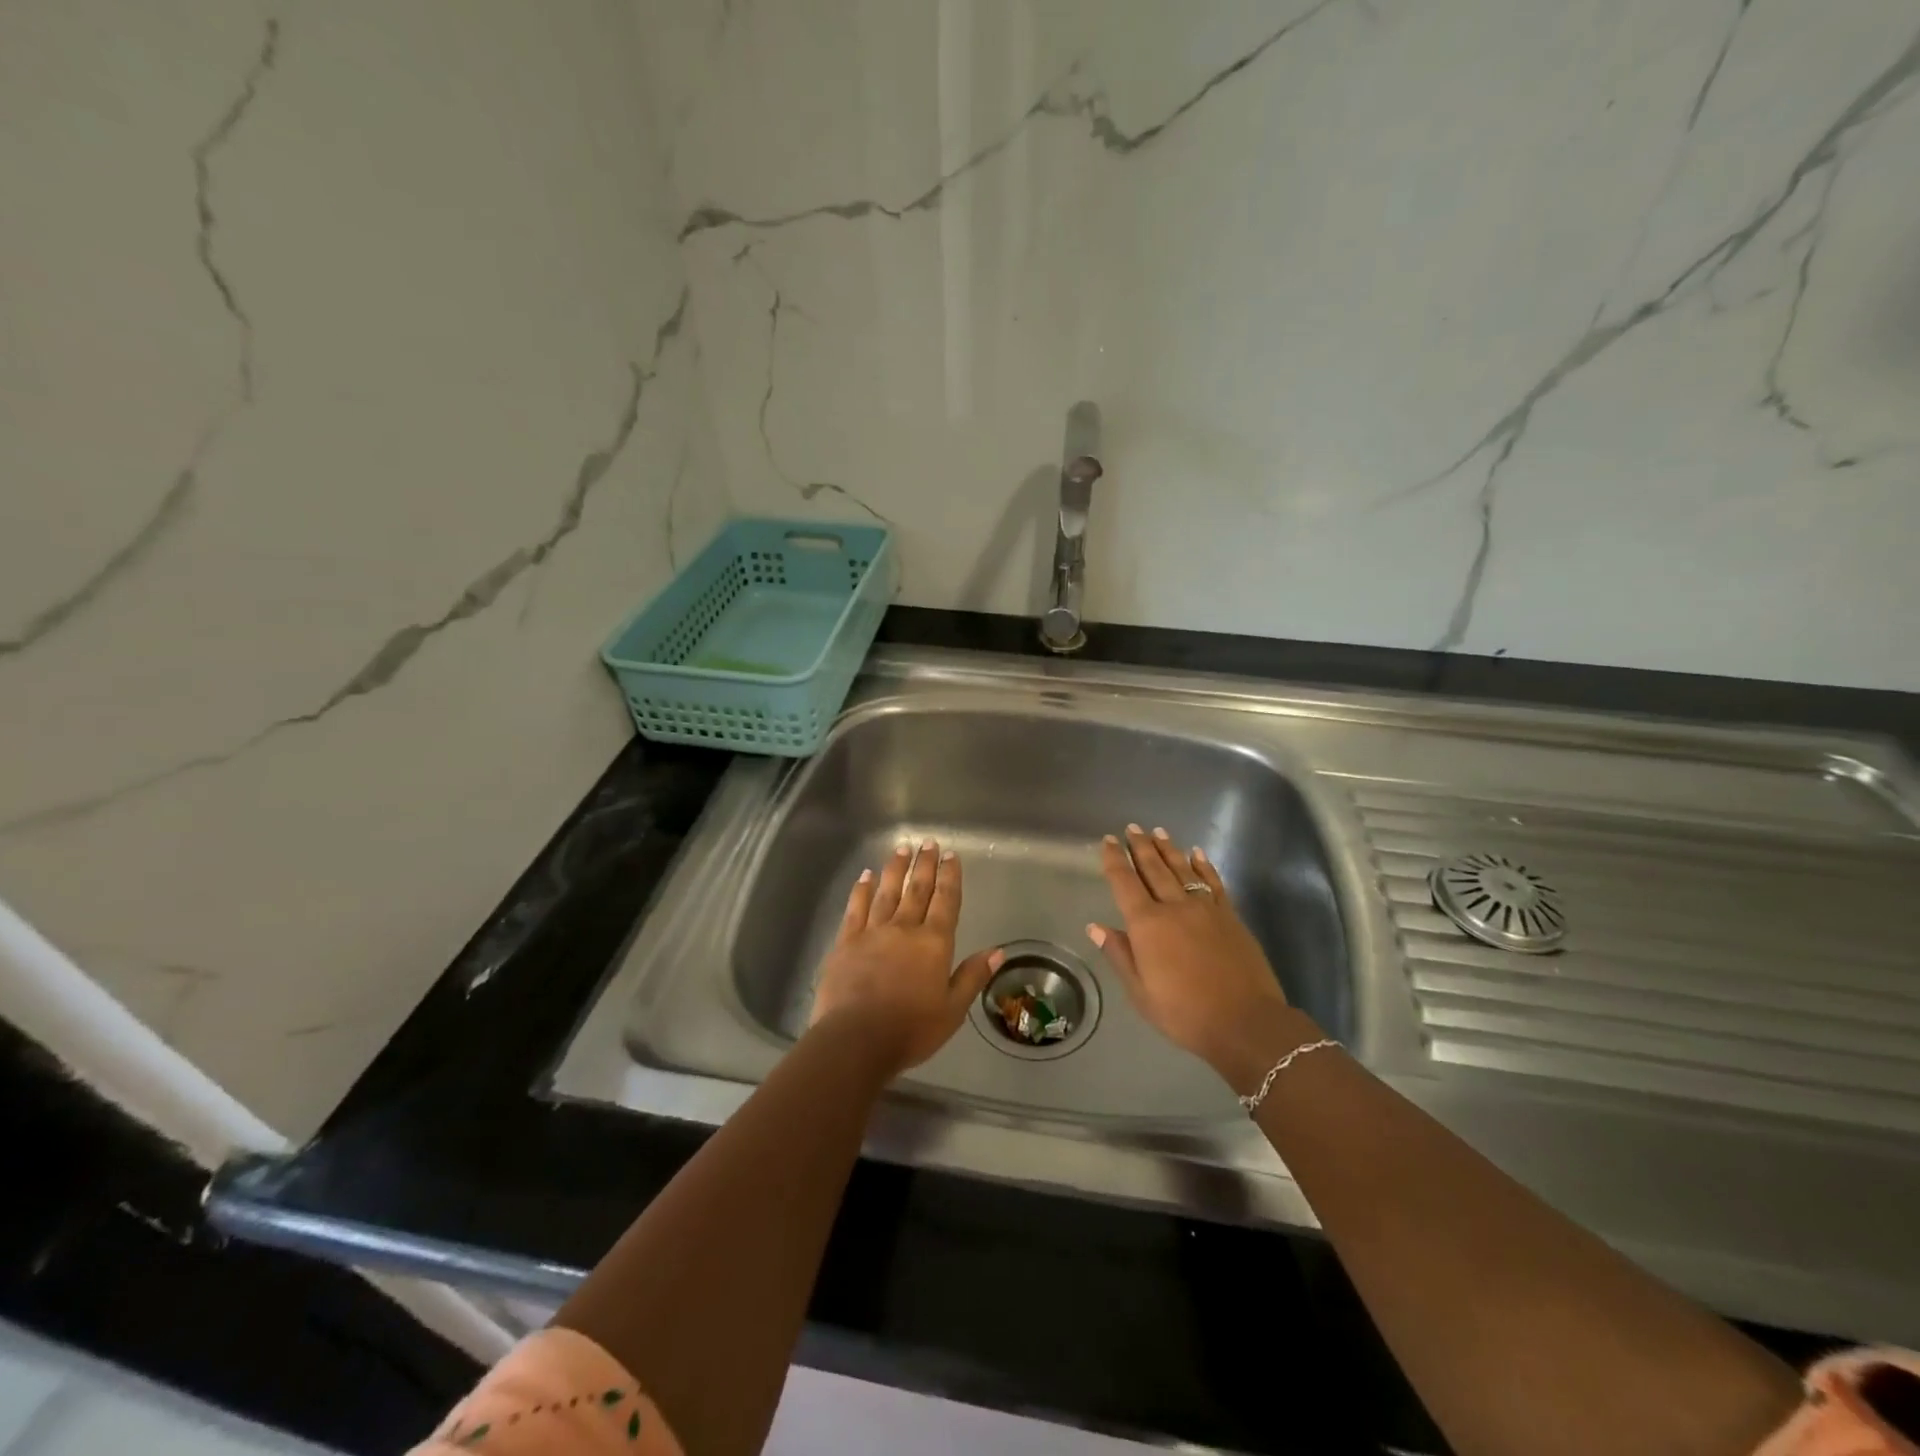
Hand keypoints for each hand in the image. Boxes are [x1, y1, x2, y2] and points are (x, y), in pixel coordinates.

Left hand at [809, 838, 1001, 1077]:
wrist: (856, 1039)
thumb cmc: (910, 1030)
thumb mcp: (952, 1010)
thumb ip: (973, 976)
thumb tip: (998, 951)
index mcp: (934, 943)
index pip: (946, 901)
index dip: (950, 876)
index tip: (951, 855)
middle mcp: (904, 928)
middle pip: (917, 889)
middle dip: (925, 864)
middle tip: (928, 842)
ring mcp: (872, 932)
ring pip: (887, 891)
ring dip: (896, 868)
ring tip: (901, 848)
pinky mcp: (846, 941)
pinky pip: (856, 908)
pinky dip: (861, 890)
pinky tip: (866, 876)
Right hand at [1088, 824, 1315, 1093]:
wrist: (1245, 1022)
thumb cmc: (1184, 1013)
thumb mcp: (1141, 992)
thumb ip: (1120, 954)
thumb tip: (1095, 926)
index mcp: (1148, 925)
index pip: (1125, 883)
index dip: (1115, 860)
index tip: (1109, 841)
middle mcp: (1174, 907)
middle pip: (1154, 869)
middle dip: (1141, 847)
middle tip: (1132, 828)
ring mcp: (1206, 908)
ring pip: (1182, 869)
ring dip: (1168, 849)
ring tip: (1157, 831)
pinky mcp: (1230, 916)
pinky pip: (1213, 882)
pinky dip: (1203, 865)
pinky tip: (1197, 853)